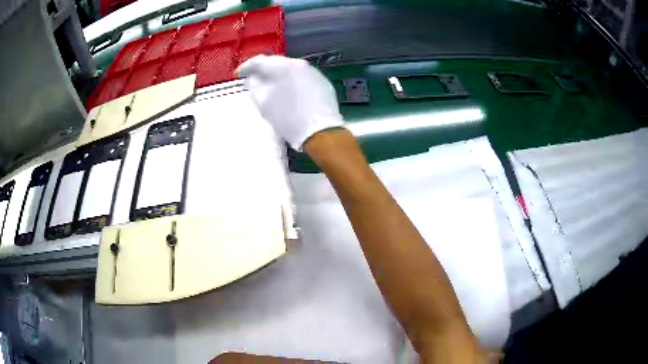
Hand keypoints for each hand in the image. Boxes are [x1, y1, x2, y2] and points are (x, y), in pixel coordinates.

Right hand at [236, 55, 344, 149]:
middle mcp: (300, 64)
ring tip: (270, 85)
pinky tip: (289, 90)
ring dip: (279, 75)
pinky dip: (292, 81)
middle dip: (263, 70)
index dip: (246, 67)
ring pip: (291, 69)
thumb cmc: (288, 119)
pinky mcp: (323, 82)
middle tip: (253, 79)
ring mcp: (313, 72)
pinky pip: (302, 77)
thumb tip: (253, 78)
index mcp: (283, 67)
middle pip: (277, 63)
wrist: (320, 132)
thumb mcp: (264, 104)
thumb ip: (255, 86)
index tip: (238, 75)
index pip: (260, 61)